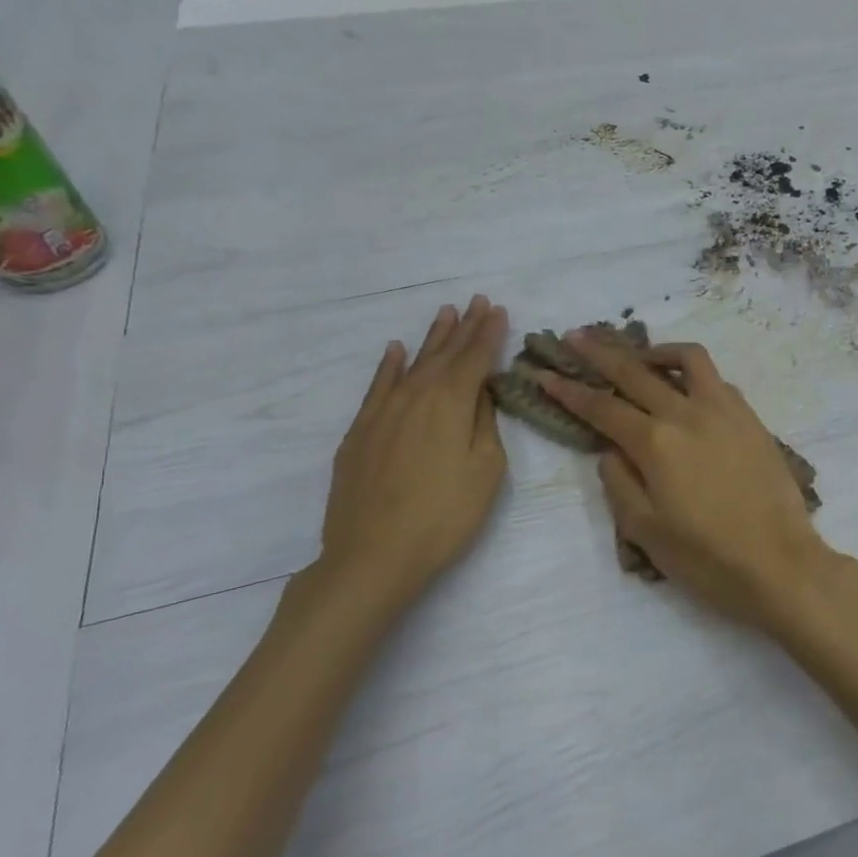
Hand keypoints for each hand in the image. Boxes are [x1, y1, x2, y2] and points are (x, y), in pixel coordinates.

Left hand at [311, 296, 508, 616]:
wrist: (373, 554)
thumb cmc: (444, 516)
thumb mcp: (485, 470)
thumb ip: (484, 424)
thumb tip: (480, 394)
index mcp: (451, 402)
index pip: (475, 358)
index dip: (488, 334)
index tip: (497, 310)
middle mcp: (416, 395)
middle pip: (444, 354)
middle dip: (464, 327)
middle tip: (476, 302)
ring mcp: (382, 412)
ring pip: (412, 364)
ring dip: (431, 338)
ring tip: (444, 313)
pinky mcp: (360, 431)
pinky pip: (377, 386)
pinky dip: (388, 365)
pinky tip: (395, 351)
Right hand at [540, 335, 835, 631]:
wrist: (781, 564)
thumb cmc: (708, 558)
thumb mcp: (646, 532)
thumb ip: (619, 484)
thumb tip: (610, 450)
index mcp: (656, 443)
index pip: (602, 407)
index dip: (568, 389)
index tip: (542, 372)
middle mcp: (688, 414)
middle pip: (636, 371)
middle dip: (600, 351)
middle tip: (576, 336)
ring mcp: (726, 411)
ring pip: (687, 359)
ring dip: (656, 351)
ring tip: (640, 356)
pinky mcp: (752, 419)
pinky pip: (717, 381)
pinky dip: (694, 375)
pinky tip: (687, 390)